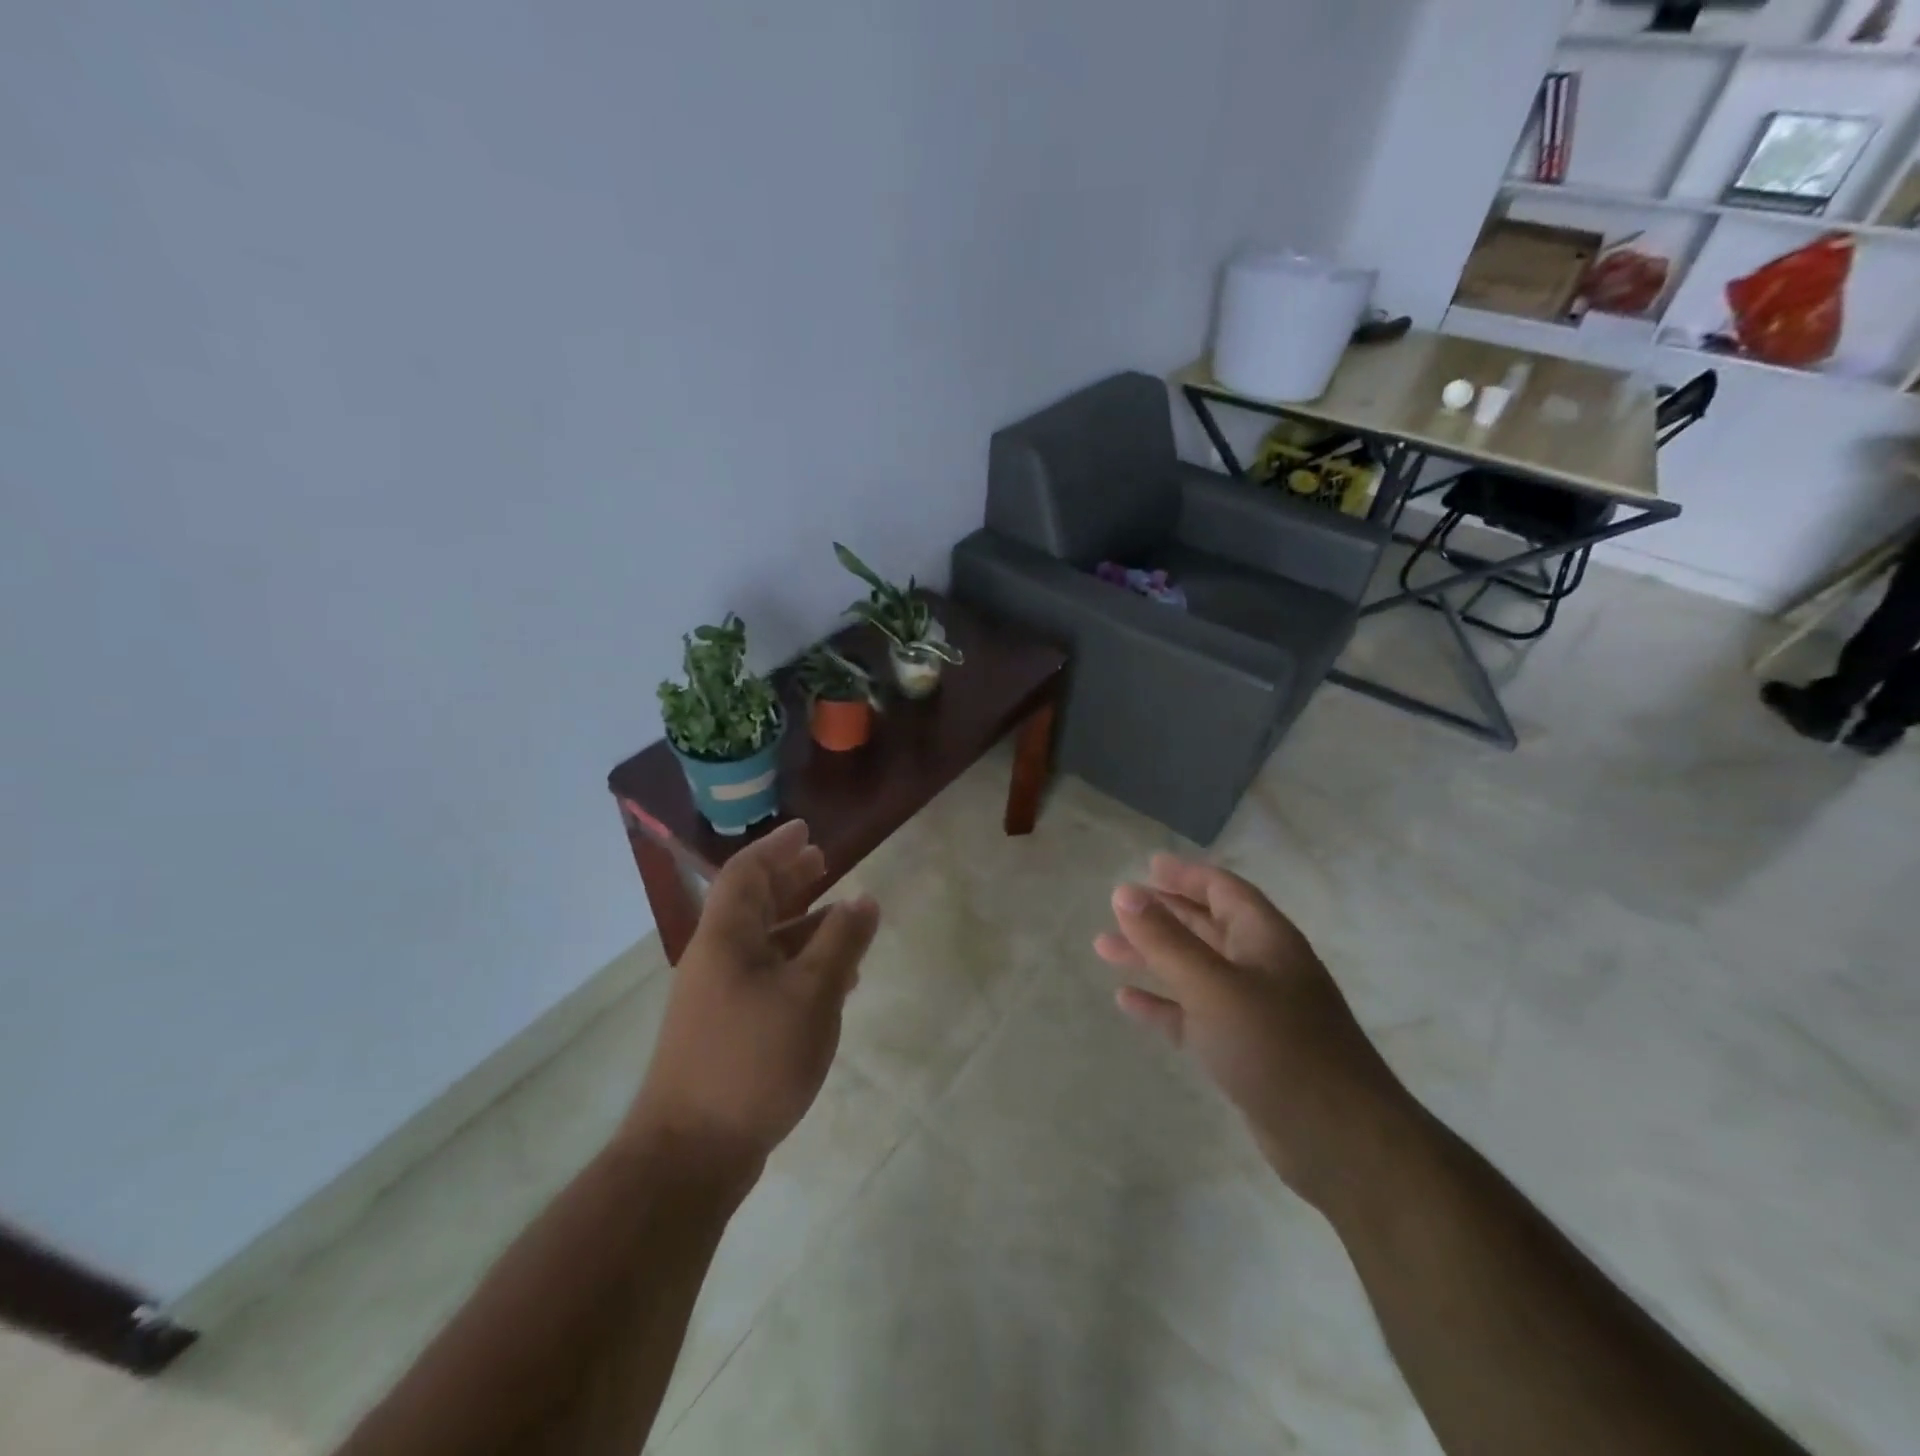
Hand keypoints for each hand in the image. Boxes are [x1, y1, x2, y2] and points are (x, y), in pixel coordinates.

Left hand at [625, 820, 880, 1181]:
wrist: (691, 1153)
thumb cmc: (753, 1059)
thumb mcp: (811, 994)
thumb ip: (840, 942)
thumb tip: (864, 897)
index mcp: (726, 938)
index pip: (747, 873)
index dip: (777, 847)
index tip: (807, 830)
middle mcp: (716, 958)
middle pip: (752, 903)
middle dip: (789, 879)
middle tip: (824, 862)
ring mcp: (718, 997)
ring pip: (763, 943)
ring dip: (801, 924)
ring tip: (841, 919)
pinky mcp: (727, 1030)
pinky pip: (766, 977)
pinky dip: (798, 966)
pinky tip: (831, 982)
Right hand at [1095, 854, 1411, 1206]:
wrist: (1339, 1141)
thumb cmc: (1276, 1047)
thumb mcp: (1212, 986)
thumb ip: (1165, 940)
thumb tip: (1124, 892)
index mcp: (1265, 939)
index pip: (1223, 890)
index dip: (1186, 875)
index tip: (1148, 867)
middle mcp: (1262, 967)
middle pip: (1205, 927)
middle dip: (1161, 916)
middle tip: (1117, 908)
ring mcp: (1254, 1011)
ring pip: (1194, 970)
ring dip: (1152, 957)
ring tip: (1103, 949)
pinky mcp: (1244, 1050)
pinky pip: (1193, 1015)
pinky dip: (1162, 1004)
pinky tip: (1127, 1000)